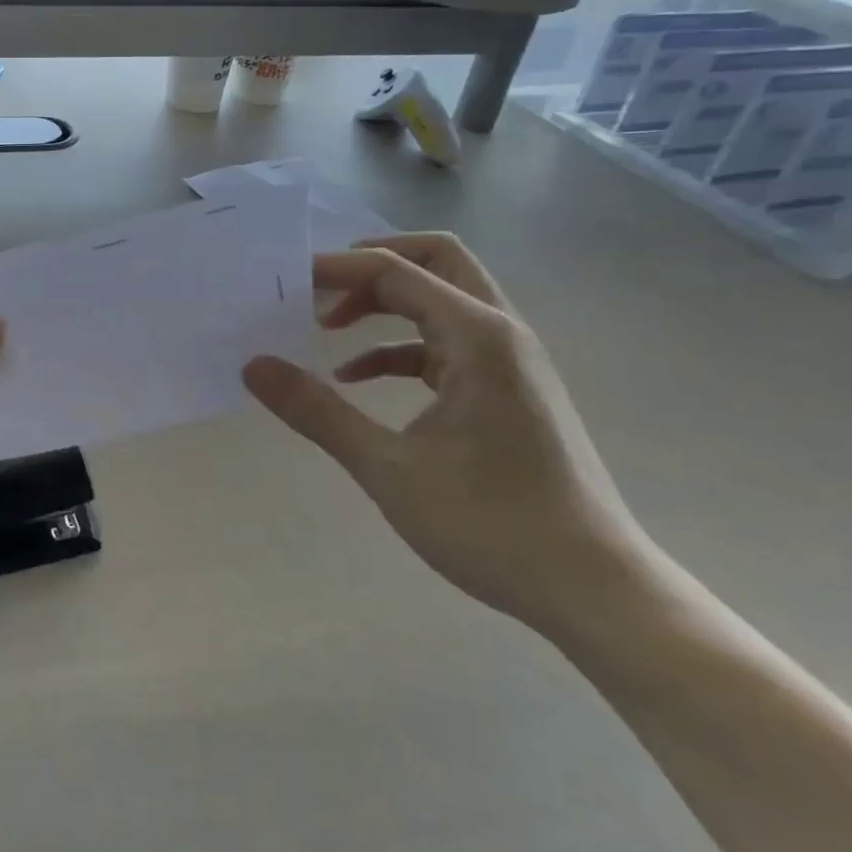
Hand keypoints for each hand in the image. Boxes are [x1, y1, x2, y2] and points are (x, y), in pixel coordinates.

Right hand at [243, 234, 656, 638]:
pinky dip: (399, 348)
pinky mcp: (507, 390)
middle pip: (434, 261)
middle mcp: (499, 332)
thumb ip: (318, 412)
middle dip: (371, 265)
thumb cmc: (493, 525)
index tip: (284, 281)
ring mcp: (509, 361)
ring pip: (441, 300)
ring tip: (326, 326)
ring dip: (383, 304)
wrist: (597, 591)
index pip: (394, 271)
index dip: (335, 269)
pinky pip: (444, 345)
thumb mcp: (390, 469)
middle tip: (317, 286)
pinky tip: (357, 379)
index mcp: (477, 336)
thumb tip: (253, 367)